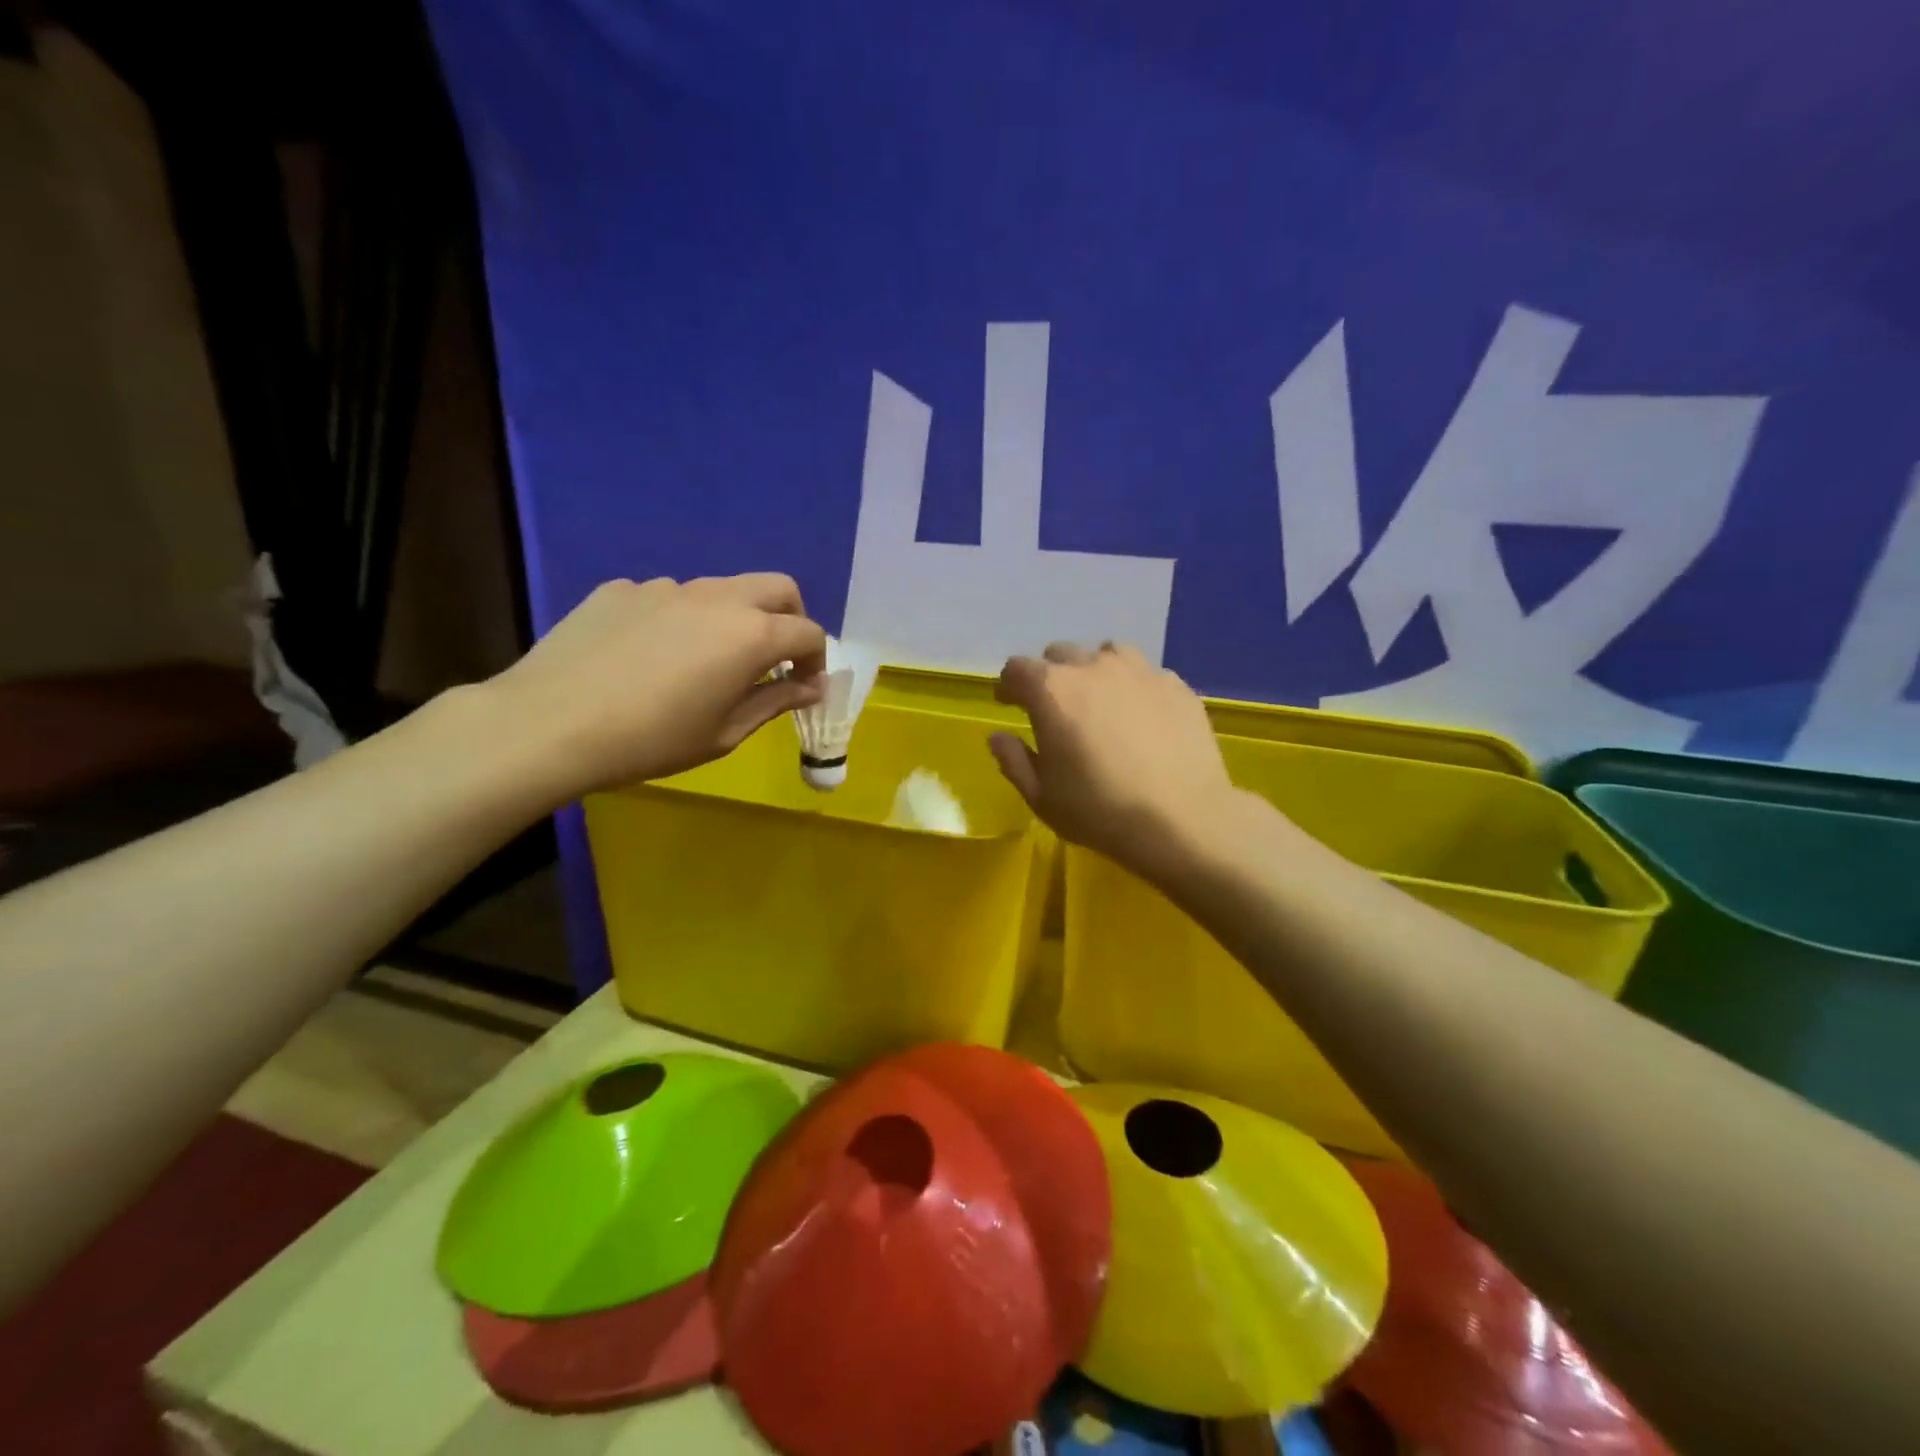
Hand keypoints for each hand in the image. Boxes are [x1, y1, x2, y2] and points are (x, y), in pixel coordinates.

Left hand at [486, 575, 826, 799]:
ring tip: (704, 662)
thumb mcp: (724, 734)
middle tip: (776, 657)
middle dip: (791, 618)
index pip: (808, 632)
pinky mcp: (621, 589)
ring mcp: (665, 587)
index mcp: (750, 634)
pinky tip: (649, 657)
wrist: (549, 724)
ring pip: (720, 590)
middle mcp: (716, 598)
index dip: (816, 660)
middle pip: (777, 588)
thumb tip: (810, 688)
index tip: (804, 687)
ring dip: (732, 618)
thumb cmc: (651, 740)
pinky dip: (679, 620)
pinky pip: (667, 598)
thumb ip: (774, 702)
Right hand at [989, 643, 1240, 878]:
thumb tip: (999, 737)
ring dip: (1094, 671)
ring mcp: (1140, 671)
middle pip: (1061, 654)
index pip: (1017, 669)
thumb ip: (1013, 761)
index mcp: (1052, 690)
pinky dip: (1133, 687)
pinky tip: (1140, 718)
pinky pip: (1145, 674)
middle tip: (1055, 709)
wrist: (1182, 820)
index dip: (1009, 686)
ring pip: (1107, 654)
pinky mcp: (1176, 685)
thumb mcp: (1041, 797)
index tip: (1009, 704)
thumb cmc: (1100, 810)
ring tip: (1100, 702)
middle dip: (1050, 676)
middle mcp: (1093, 667)